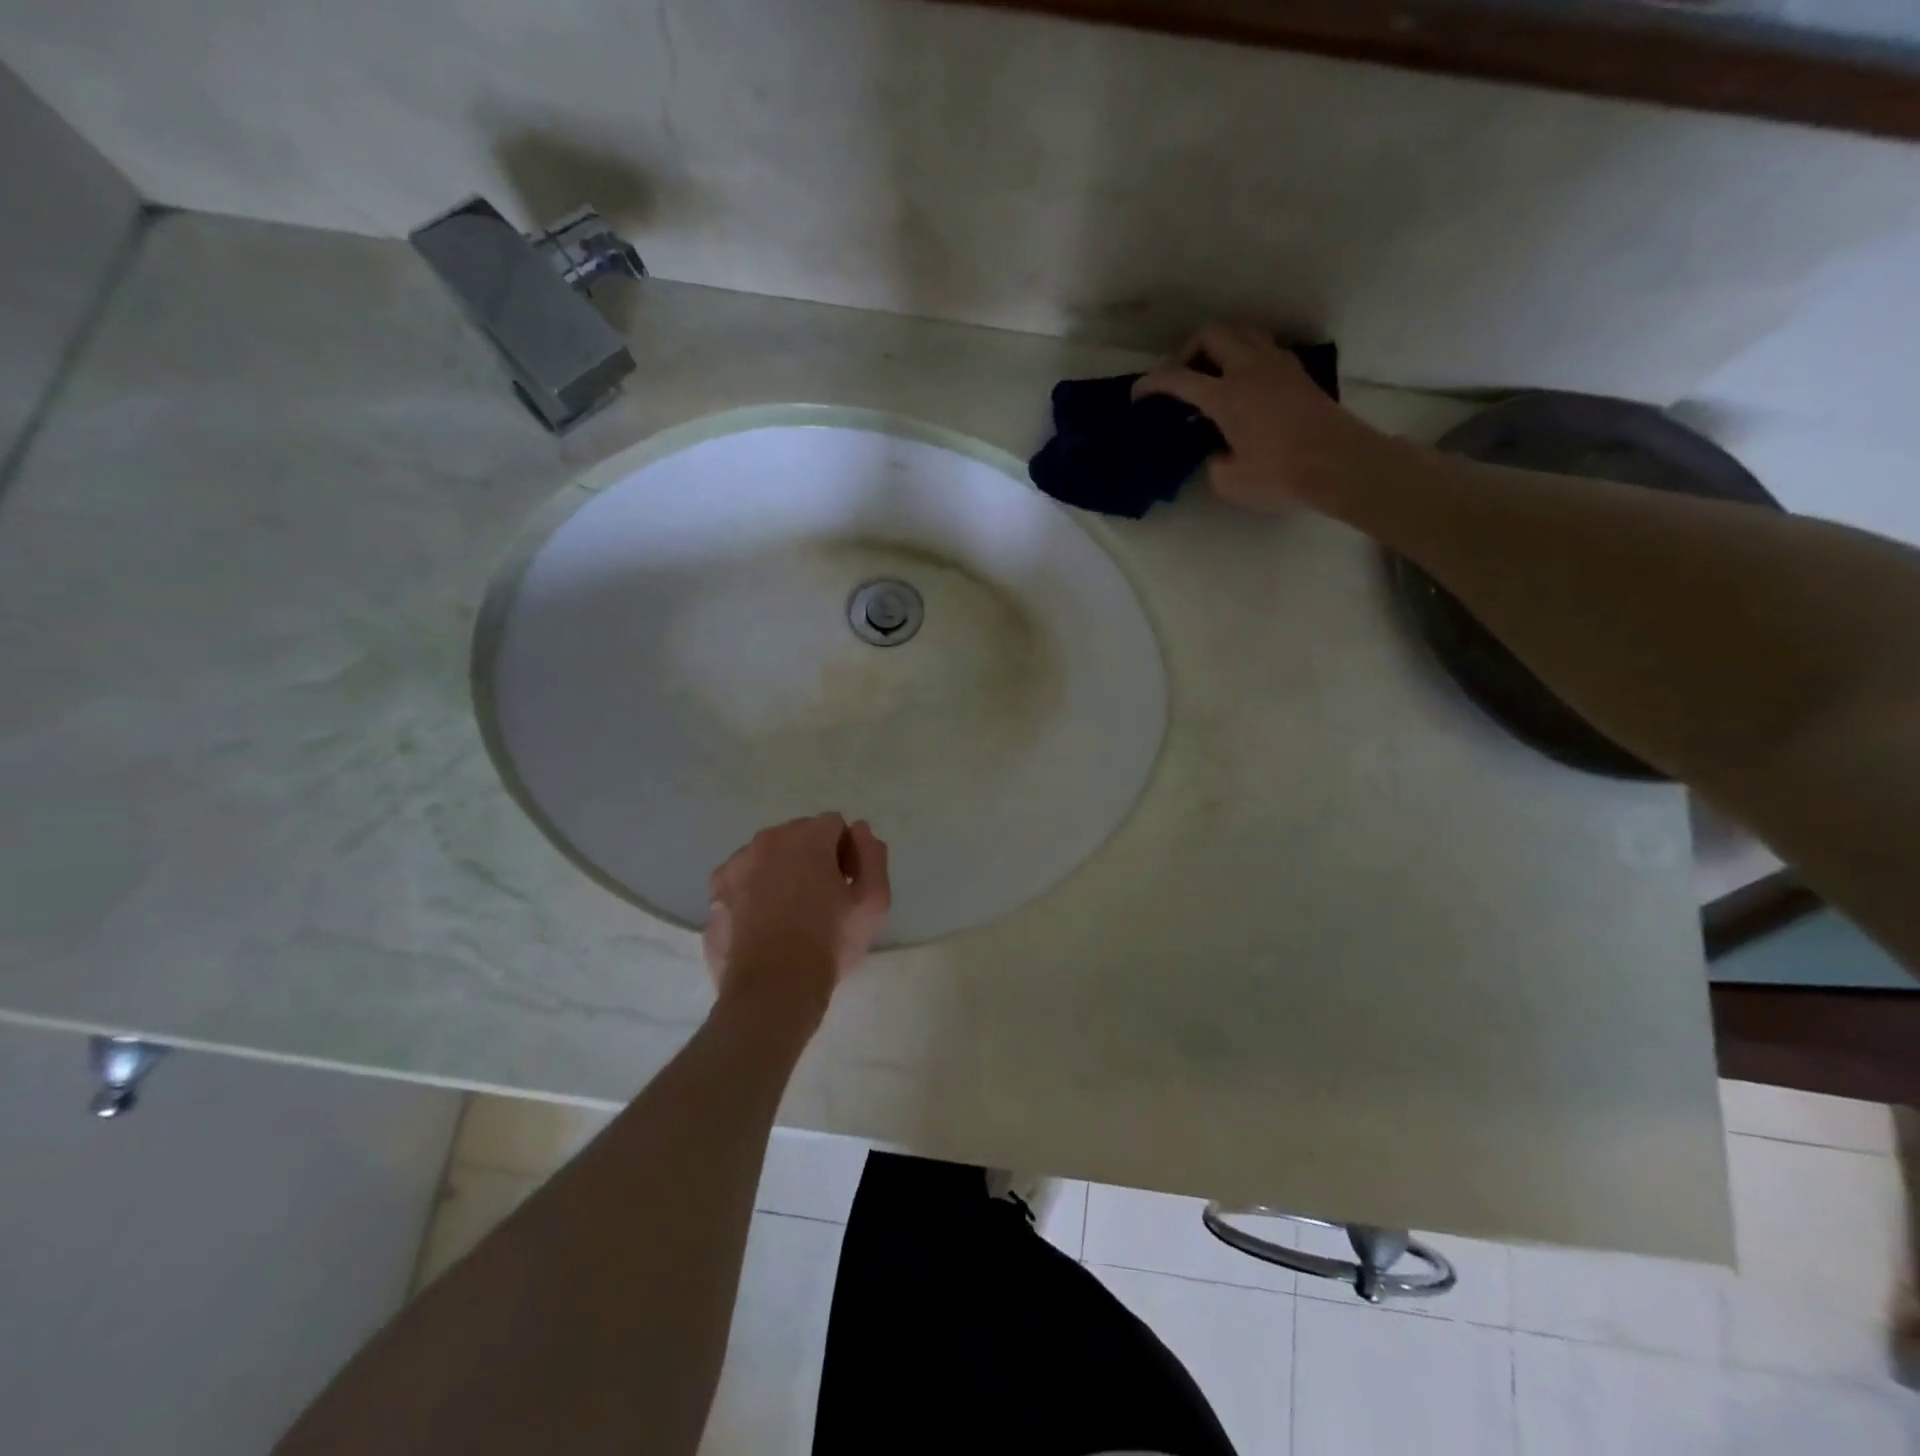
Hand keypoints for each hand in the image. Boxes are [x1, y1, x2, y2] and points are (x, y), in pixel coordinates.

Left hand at [701, 814, 890, 1020]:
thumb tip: (860, 830)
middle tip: (823, 901)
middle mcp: (766, 841)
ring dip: (781, 874)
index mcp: (806, 836)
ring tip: (790, 916)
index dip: (847, 853)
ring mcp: (735, 866)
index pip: (834, 826)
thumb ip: (872, 855)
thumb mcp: (874, 901)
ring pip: (767, 858)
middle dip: (813, 858)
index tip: (847, 886)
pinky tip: (763, 926)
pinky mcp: (714, 894)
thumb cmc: (830, 941)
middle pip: (798, 837)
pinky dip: (753, 894)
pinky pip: (742, 882)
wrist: (773, 988)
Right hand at [1133, 324, 1398, 516]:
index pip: (1179, 379)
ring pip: (1242, 331)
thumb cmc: (1280, 474)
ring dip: (1220, 345)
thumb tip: (1217, 451)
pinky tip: (1244, 383)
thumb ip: (1212, 462)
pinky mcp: (1296, 372)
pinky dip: (1245, 355)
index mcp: (1226, 395)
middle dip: (1189, 350)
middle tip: (1183, 378)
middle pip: (1212, 334)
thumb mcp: (1229, 481)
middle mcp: (1249, 369)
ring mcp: (1277, 365)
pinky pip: (1263, 347)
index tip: (1139, 394)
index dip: (1152, 383)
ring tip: (1213, 374)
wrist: (1339, 463)